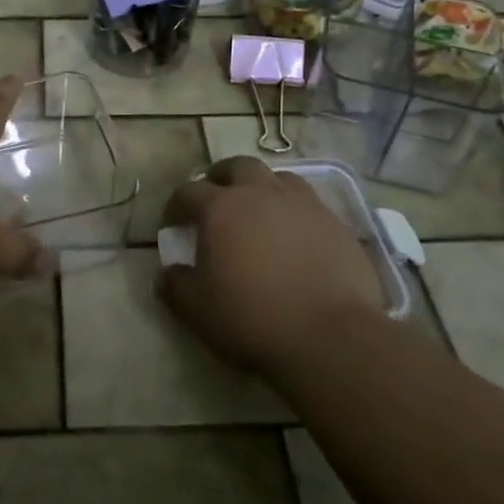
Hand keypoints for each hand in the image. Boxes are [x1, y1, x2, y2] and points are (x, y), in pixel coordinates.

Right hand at [159, 156, 390, 377]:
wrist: (330, 336)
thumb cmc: (252, 318)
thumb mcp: (197, 309)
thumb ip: (176, 285)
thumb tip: (167, 273)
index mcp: (220, 208)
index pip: (188, 192)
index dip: (176, 205)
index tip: (173, 223)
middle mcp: (260, 193)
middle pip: (237, 167)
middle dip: (221, 178)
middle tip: (216, 200)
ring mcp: (303, 204)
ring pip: (278, 178)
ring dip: (263, 188)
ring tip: (259, 212)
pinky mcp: (336, 223)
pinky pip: (309, 205)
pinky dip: (295, 213)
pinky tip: (296, 238)